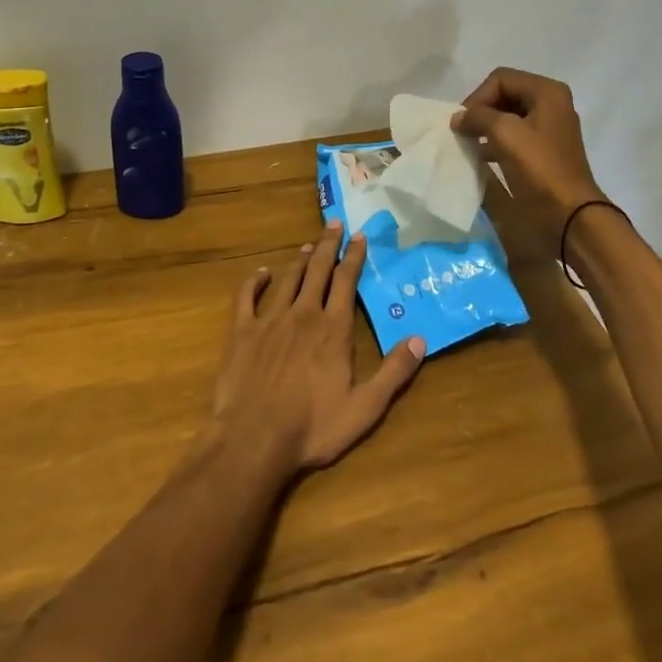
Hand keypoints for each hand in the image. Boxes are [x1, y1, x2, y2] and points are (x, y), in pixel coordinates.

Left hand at [211, 223, 424, 472]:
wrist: (253, 438)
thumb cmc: (312, 427)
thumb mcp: (364, 407)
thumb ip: (393, 372)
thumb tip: (419, 339)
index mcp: (333, 329)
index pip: (346, 281)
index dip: (354, 257)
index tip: (359, 237)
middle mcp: (303, 314)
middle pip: (318, 270)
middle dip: (328, 245)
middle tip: (334, 223)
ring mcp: (270, 320)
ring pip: (287, 279)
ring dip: (299, 260)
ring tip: (308, 245)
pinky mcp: (242, 332)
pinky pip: (247, 297)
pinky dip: (254, 281)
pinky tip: (261, 273)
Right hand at [451, 67, 610, 260]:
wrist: (570, 215)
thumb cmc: (539, 167)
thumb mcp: (504, 133)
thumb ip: (477, 117)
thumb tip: (459, 118)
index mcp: (547, 92)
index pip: (500, 79)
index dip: (478, 97)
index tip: (464, 123)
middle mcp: (551, 104)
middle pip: (504, 95)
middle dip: (481, 112)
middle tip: (464, 133)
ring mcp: (549, 129)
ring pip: (507, 117)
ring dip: (486, 128)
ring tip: (470, 145)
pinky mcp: (544, 152)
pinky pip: (514, 137)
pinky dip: (495, 143)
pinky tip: (482, 158)